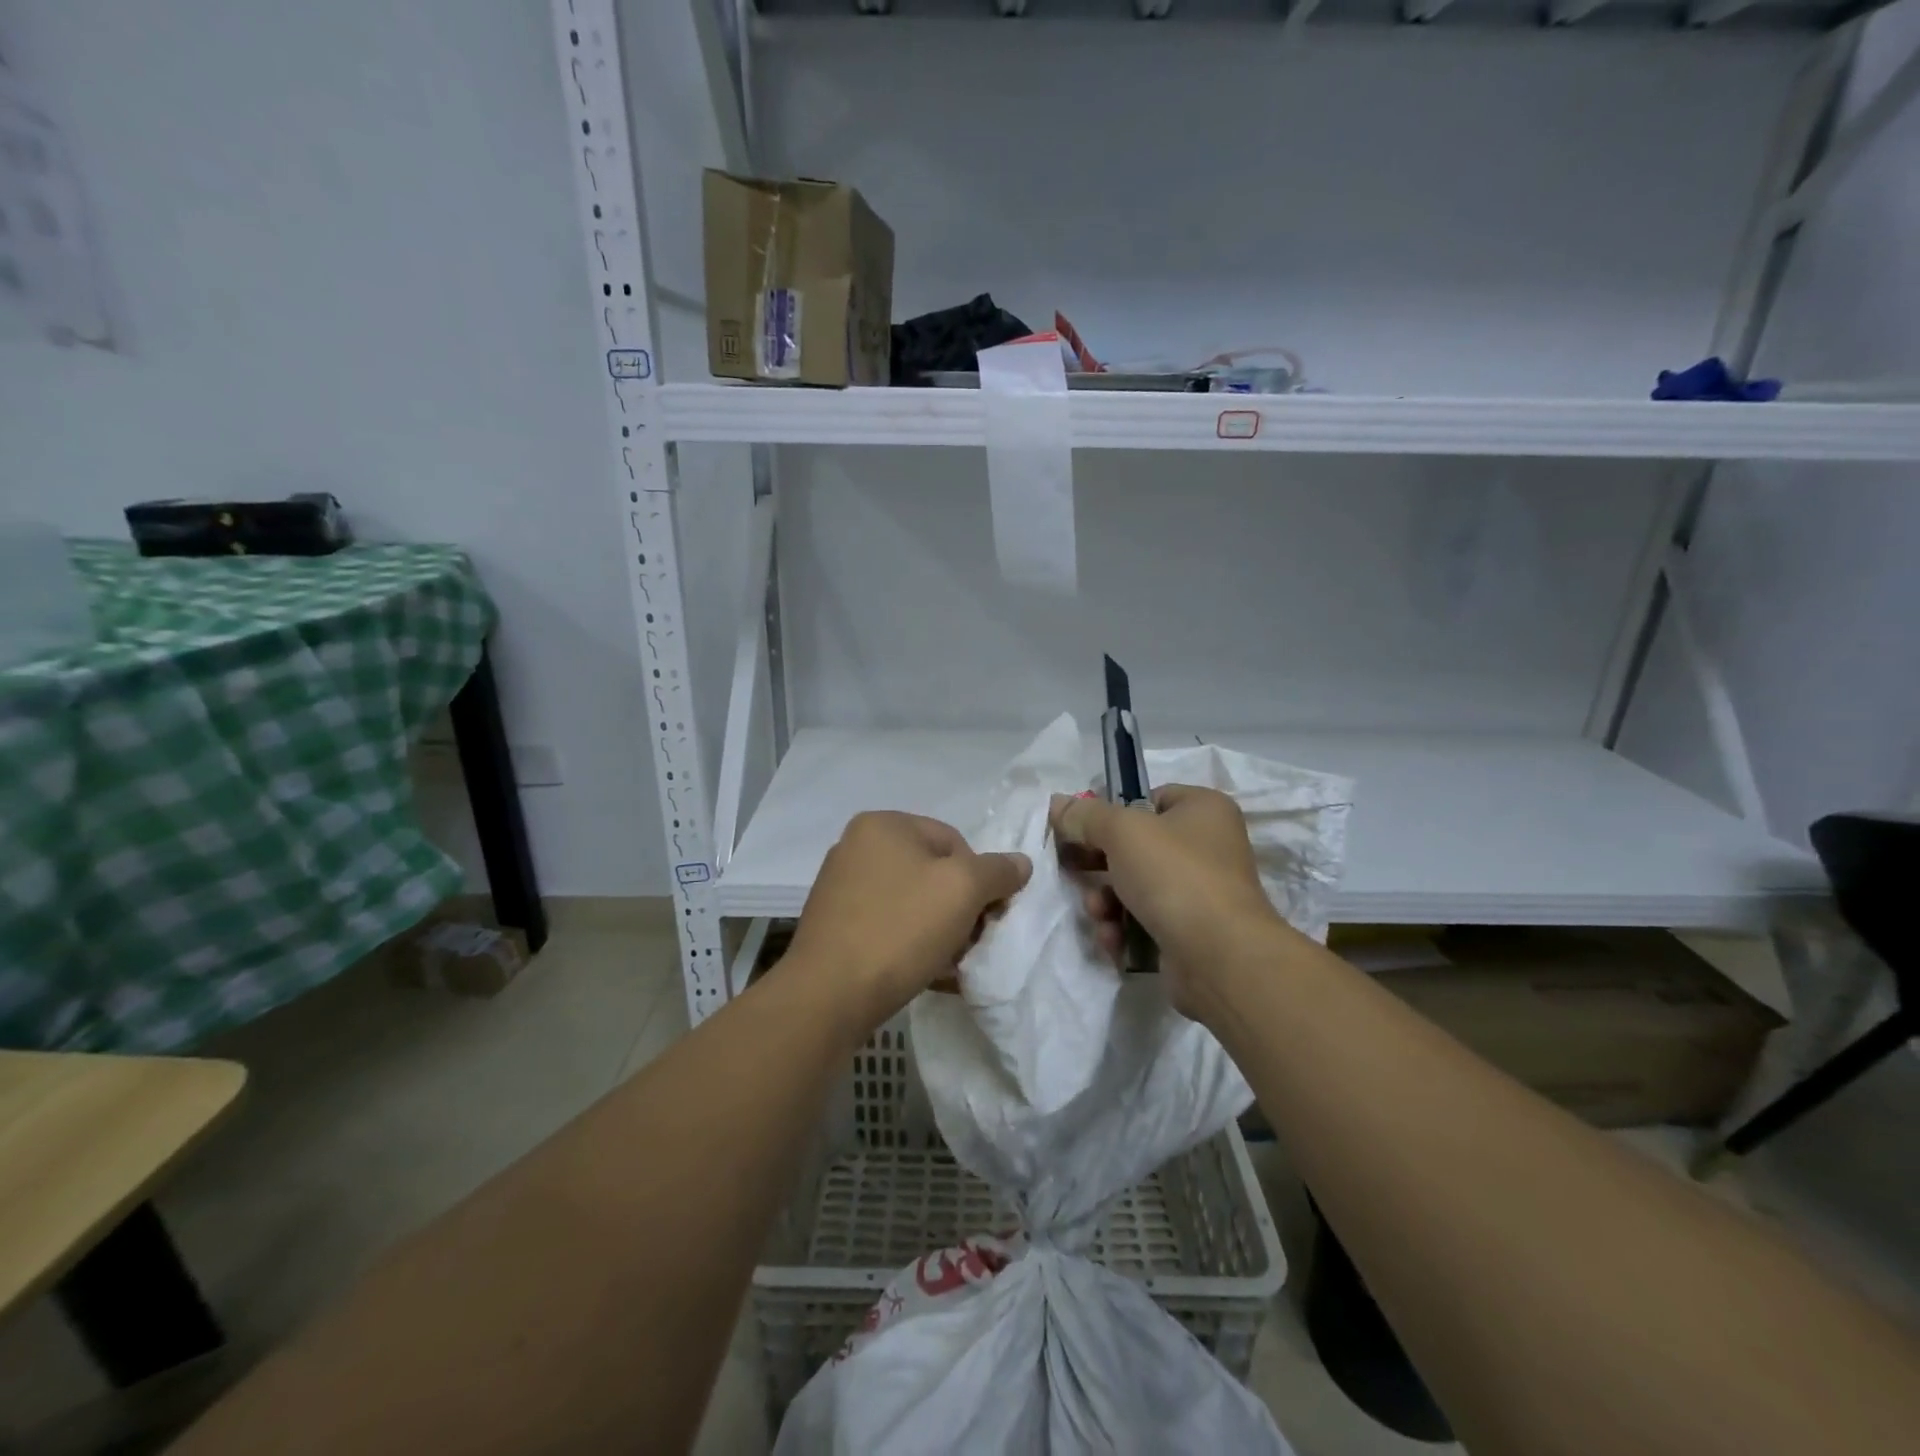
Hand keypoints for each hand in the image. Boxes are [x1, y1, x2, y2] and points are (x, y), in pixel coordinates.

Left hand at [786, 811, 1031, 1031]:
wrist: (828, 997)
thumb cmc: (900, 929)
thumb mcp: (963, 890)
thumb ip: (998, 871)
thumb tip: (1020, 863)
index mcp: (883, 825)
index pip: (954, 841)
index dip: (980, 879)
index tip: (987, 917)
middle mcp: (856, 847)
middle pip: (932, 872)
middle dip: (960, 908)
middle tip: (971, 943)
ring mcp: (841, 887)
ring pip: (912, 903)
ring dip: (940, 931)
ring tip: (951, 964)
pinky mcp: (834, 926)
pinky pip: (888, 926)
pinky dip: (912, 944)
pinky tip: (927, 972)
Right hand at [1048, 786, 1282, 1021]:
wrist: (1219, 957)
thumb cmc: (1174, 875)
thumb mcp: (1121, 832)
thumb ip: (1085, 816)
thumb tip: (1057, 804)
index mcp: (1203, 809)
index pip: (1148, 799)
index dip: (1112, 813)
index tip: (1080, 830)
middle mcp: (1208, 846)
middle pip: (1136, 846)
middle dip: (1099, 865)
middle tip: (1072, 870)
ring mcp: (1201, 892)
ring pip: (1135, 887)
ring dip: (1106, 901)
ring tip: (1099, 913)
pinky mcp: (1191, 932)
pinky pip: (1145, 920)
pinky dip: (1124, 928)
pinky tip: (1114, 939)